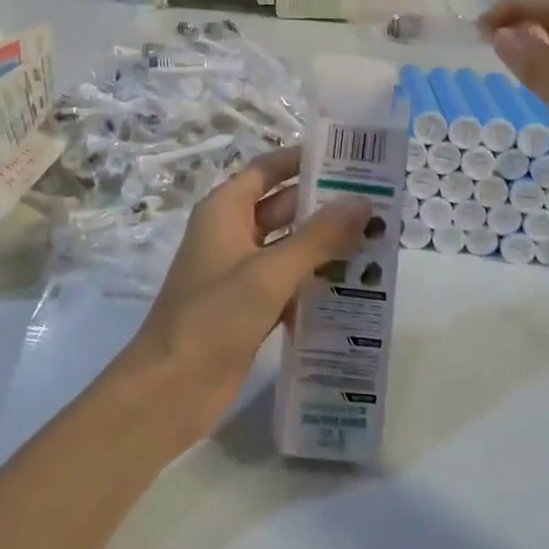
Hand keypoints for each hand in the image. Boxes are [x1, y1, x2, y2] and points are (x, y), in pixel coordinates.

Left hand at [121, 148, 370, 444]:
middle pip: (283, 207)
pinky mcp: (249, 307)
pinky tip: (355, 288)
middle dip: (326, 206)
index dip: (304, 160)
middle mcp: (231, 233)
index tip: (350, 158)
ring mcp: (239, 272)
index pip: (268, 169)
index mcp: (225, 210)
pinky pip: (288, 282)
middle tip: (378, 205)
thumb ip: (318, 237)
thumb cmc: (212, 318)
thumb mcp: (268, 273)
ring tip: (377, 243)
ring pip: (289, 247)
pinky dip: (315, 282)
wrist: (169, 391)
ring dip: (325, 246)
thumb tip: (362, 202)